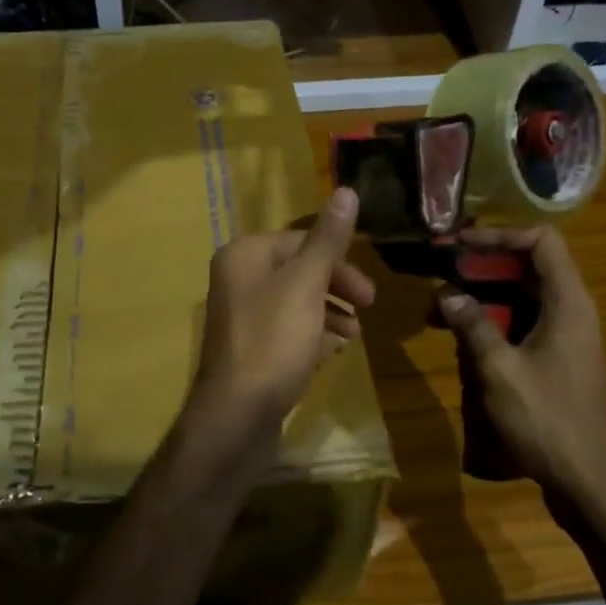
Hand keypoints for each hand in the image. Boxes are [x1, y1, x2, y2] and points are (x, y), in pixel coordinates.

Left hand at [187, 187, 377, 444]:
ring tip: (352, 336)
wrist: (237, 414)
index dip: (338, 261)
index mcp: (244, 255)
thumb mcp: (306, 285)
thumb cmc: (273, 341)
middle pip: (299, 270)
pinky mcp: (249, 348)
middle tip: (367, 309)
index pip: (300, 241)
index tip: (368, 291)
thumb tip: (347, 189)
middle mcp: (237, 279)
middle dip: (336, 288)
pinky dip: (312, 335)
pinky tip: (332, 352)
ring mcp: (241, 316)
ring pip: (296, 302)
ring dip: (329, 313)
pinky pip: (287, 330)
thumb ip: (328, 240)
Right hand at [435, 226, 605, 528]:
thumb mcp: (500, 369)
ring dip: (481, 296)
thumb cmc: (548, 418)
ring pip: (521, 297)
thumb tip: (447, 294)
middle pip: (528, 267)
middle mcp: (570, 311)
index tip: (460, 244)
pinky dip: (491, 321)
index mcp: (567, 302)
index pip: (541, 241)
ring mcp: (565, 337)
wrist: (590, 480)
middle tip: (441, 272)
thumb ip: (473, 325)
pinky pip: (522, 324)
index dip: (500, 235)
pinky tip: (460, 337)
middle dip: (482, 266)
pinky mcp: (556, 360)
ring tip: (439, 308)